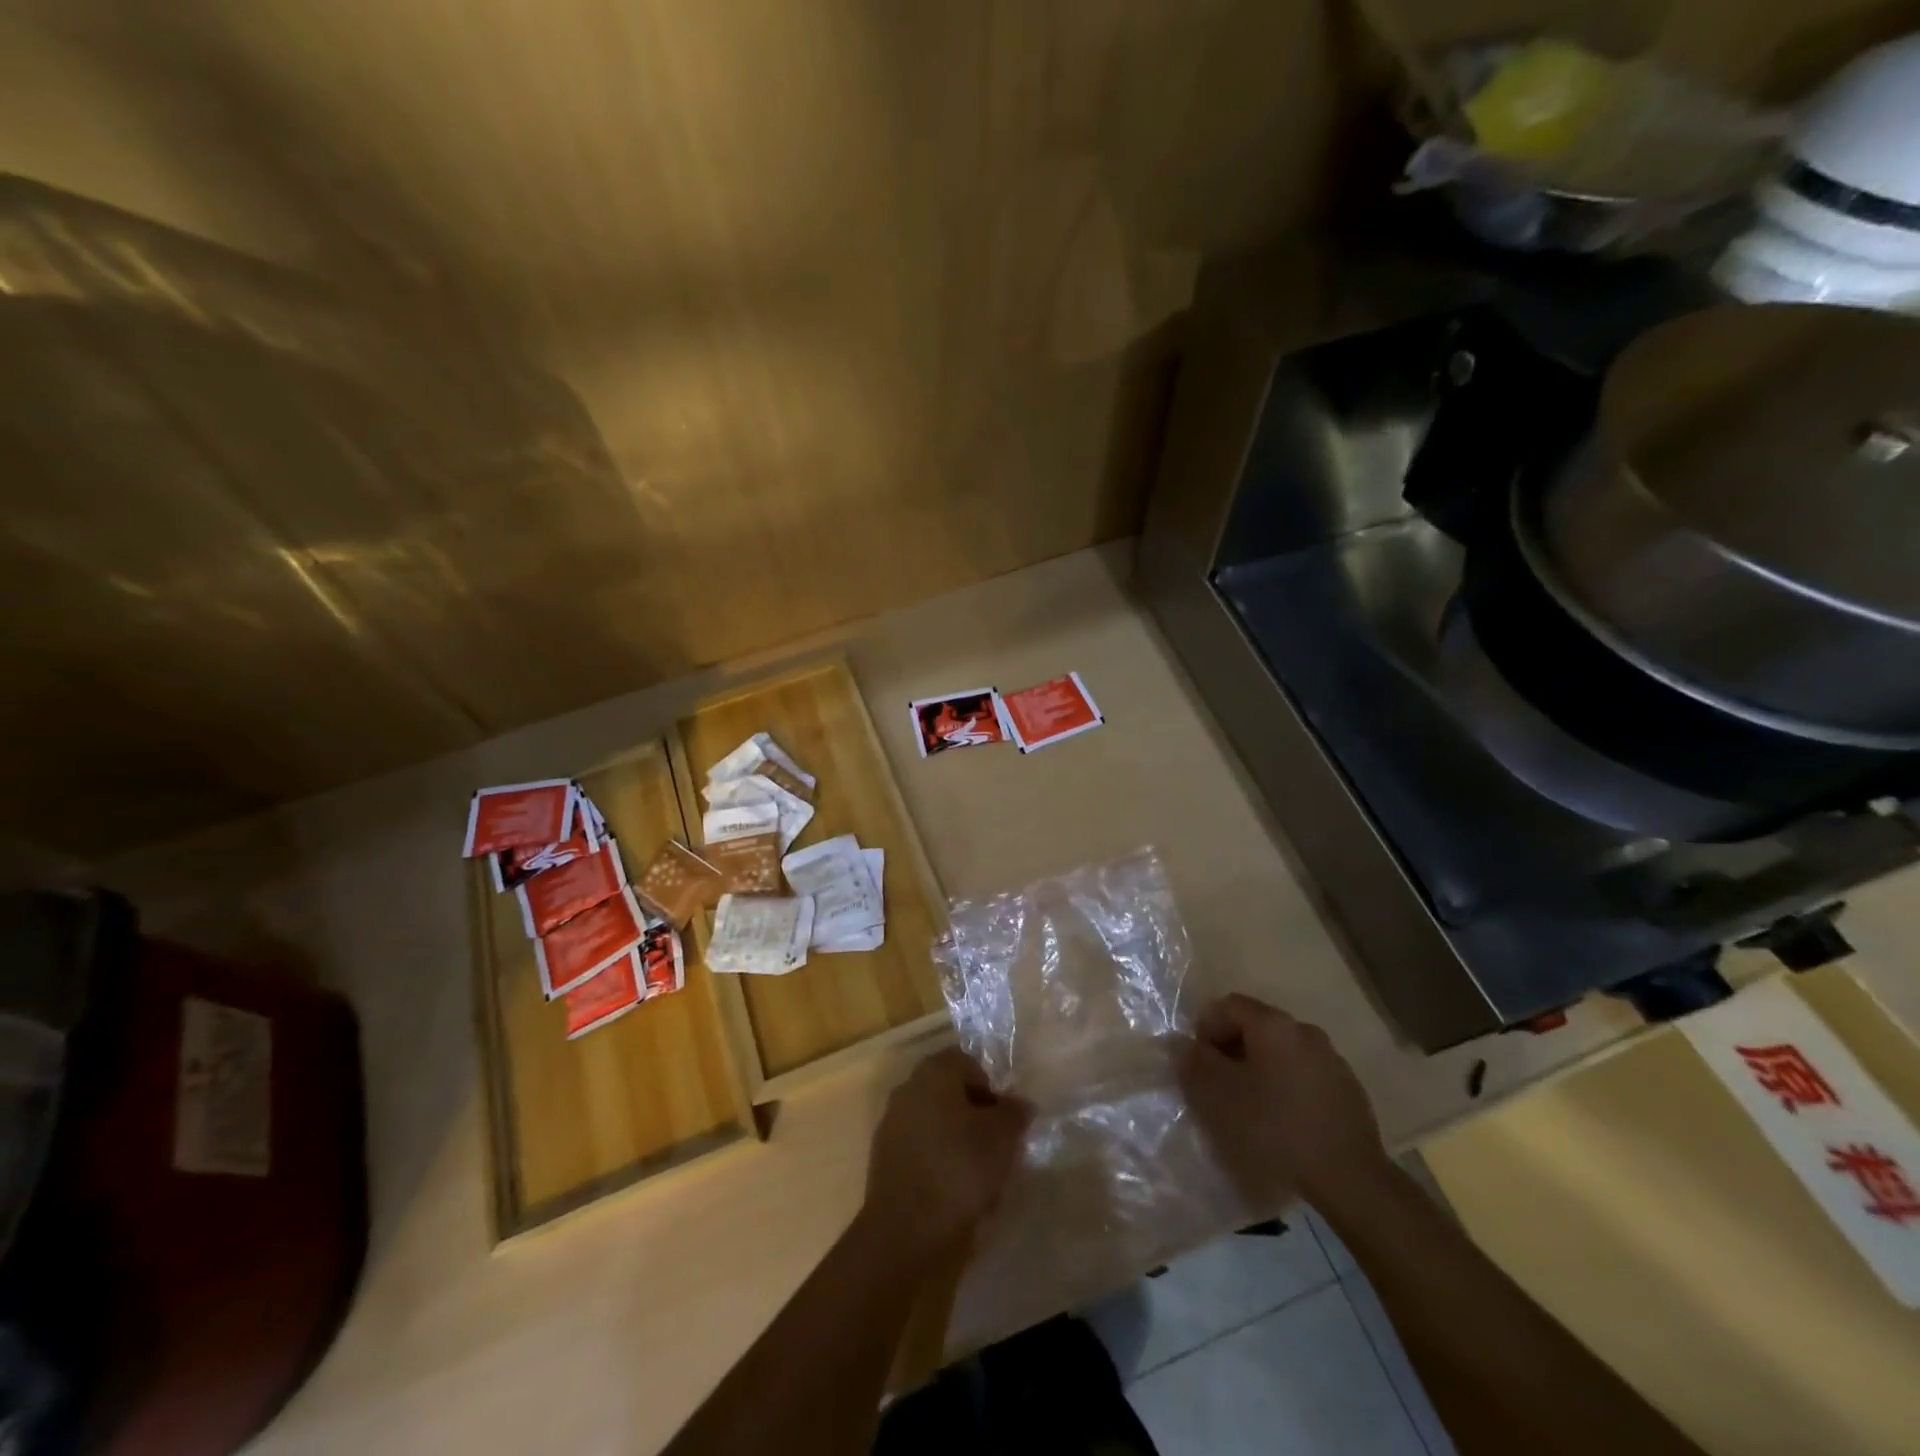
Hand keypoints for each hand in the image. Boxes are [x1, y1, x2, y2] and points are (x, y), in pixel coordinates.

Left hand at [860, 1048, 1031, 1267]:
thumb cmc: (960, 1170)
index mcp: (934, 1072)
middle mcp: (908, 1088)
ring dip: (958, 1140)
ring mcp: (892, 1124)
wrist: (906, 1233)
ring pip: (936, 1122)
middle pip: (950, 1092)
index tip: (1006, 1119)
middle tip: (997, 1145)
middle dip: (975, 1114)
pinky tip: (955, 1192)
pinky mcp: (884, 1159)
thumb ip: (1015, 1113)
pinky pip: (921, 1149)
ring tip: (980, 1174)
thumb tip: (1019, 1104)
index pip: (969, 1063)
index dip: (992, 1087)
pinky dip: (939, 1162)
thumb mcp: (1003, 1138)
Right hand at [1179, 993, 1389, 1210]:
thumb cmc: (1275, 1128)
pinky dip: (1286, 1085)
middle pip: (1256, 1026)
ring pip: (1281, 1051)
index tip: (1199, 1063)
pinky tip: (1283, 1120)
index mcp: (1273, 1024)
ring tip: (1250, 1105)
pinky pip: (1304, 1073)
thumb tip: (1182, 1044)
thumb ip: (1194, 1063)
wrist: (1350, 1178)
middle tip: (1219, 1085)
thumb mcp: (1219, 1096)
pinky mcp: (1348, 1088)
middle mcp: (1304, 1030)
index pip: (1228, 1005)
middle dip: (1231, 1049)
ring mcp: (1331, 1058)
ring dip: (1259, 1067)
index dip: (1206, 1028)